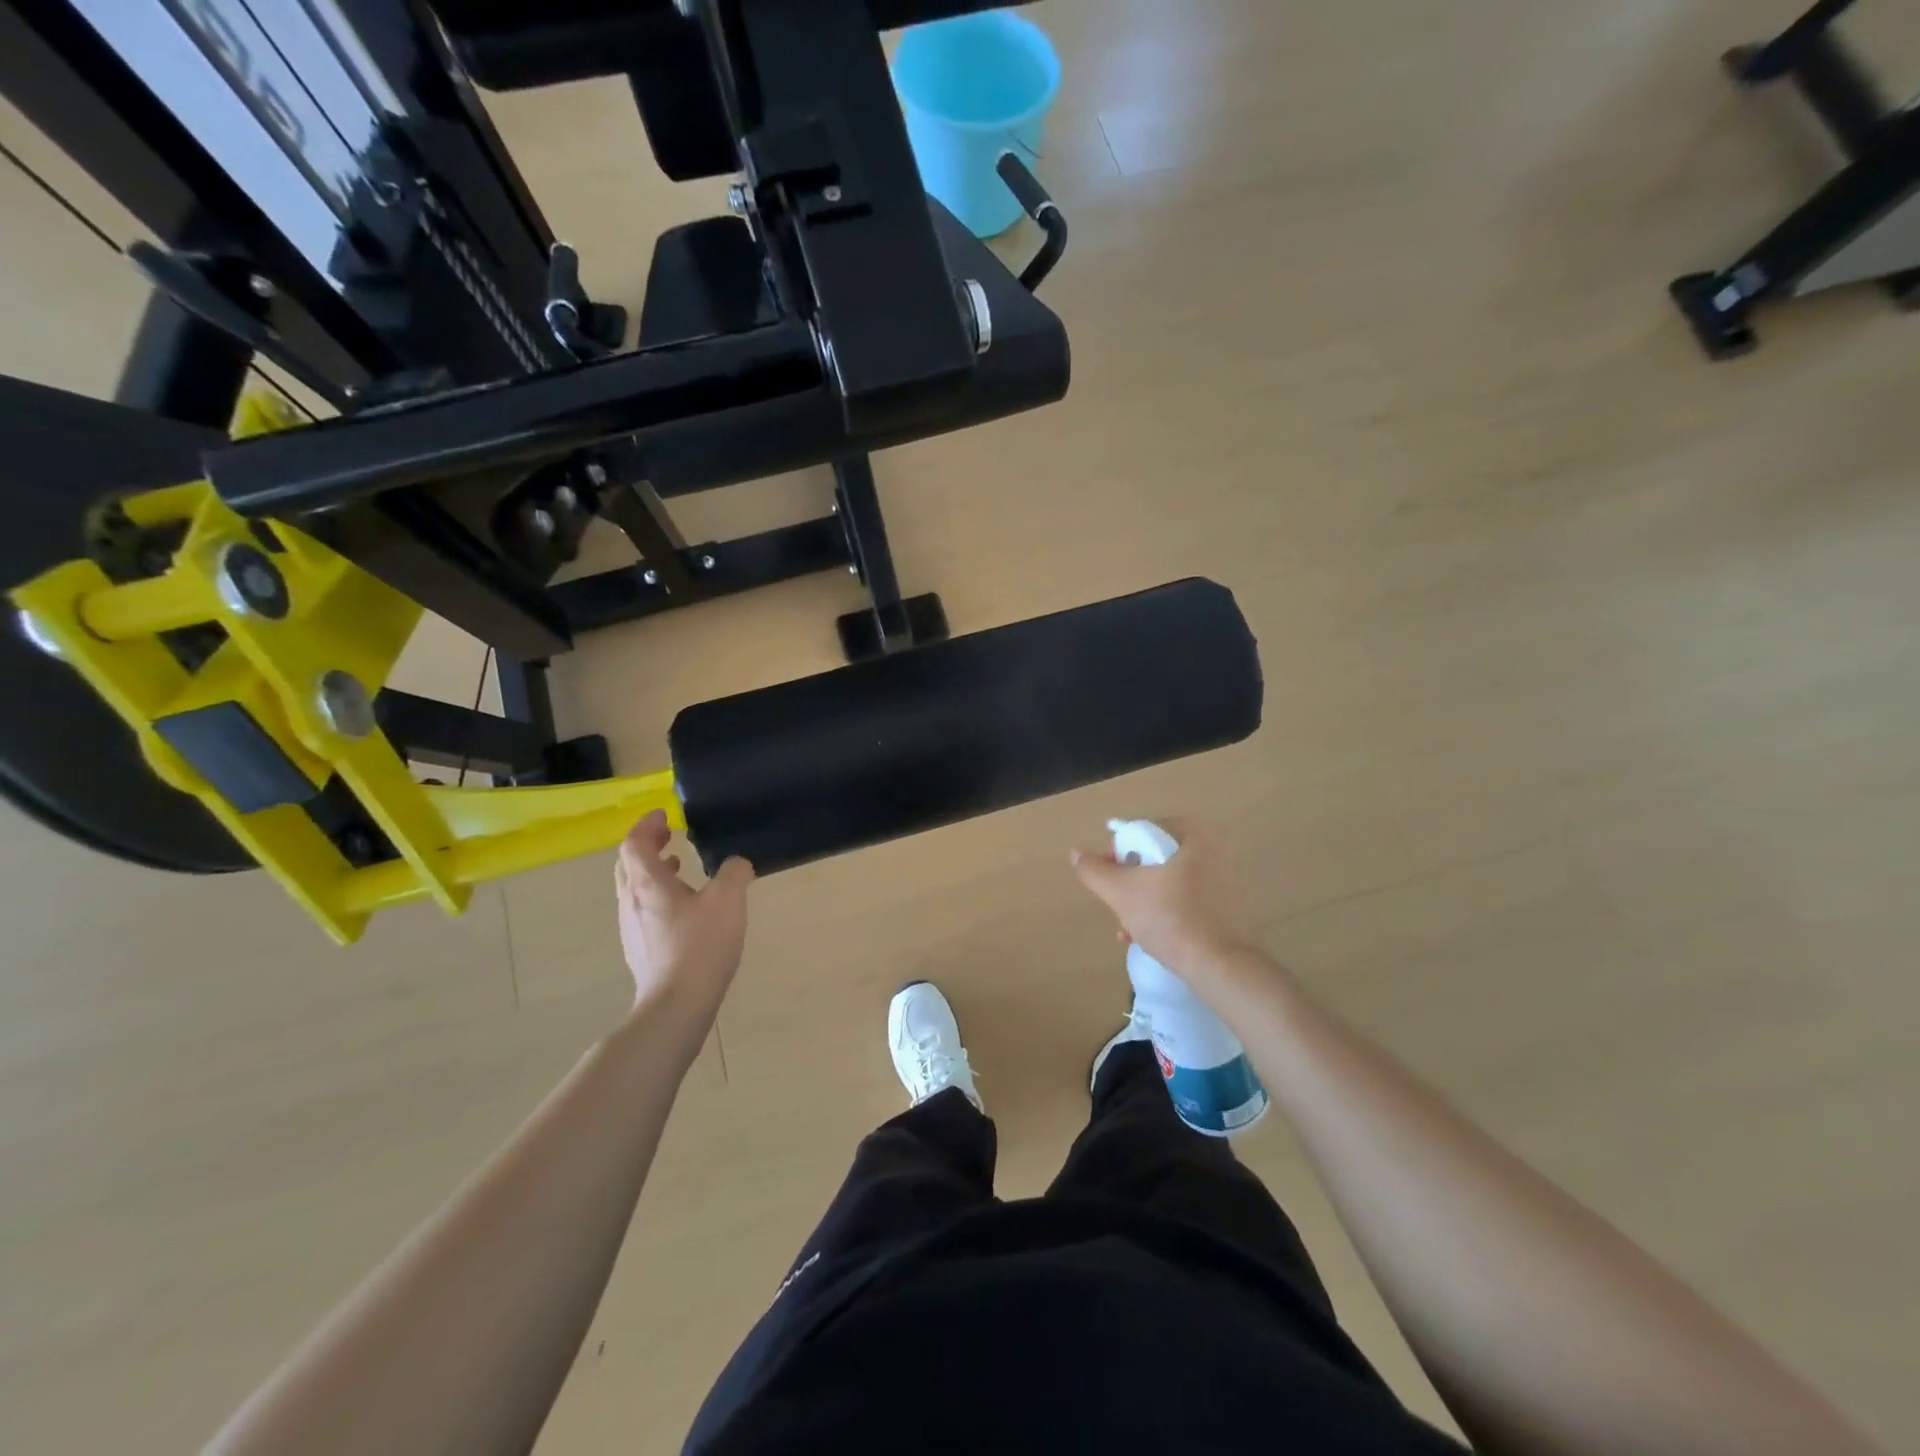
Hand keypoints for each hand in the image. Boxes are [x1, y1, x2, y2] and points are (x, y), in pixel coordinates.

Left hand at [615, 811, 753, 1016]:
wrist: (676, 1005)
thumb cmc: (700, 945)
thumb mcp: (728, 900)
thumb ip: (735, 872)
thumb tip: (737, 864)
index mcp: (648, 883)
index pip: (634, 843)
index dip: (647, 825)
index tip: (665, 816)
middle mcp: (631, 901)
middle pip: (628, 864)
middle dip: (646, 845)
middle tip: (669, 835)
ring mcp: (631, 927)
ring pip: (633, 888)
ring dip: (652, 870)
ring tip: (678, 866)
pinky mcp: (639, 948)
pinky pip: (641, 909)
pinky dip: (657, 894)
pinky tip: (682, 907)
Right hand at [1070, 818, 1251, 977]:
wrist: (1218, 966)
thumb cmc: (1170, 918)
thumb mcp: (1121, 891)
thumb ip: (1094, 870)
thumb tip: (1075, 853)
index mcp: (1193, 835)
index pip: (1142, 832)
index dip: (1117, 852)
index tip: (1106, 877)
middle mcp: (1213, 850)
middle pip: (1153, 858)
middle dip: (1129, 881)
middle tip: (1115, 902)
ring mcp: (1223, 880)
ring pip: (1167, 882)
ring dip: (1141, 900)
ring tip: (1124, 927)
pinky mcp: (1226, 907)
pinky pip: (1184, 900)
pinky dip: (1162, 912)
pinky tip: (1143, 936)